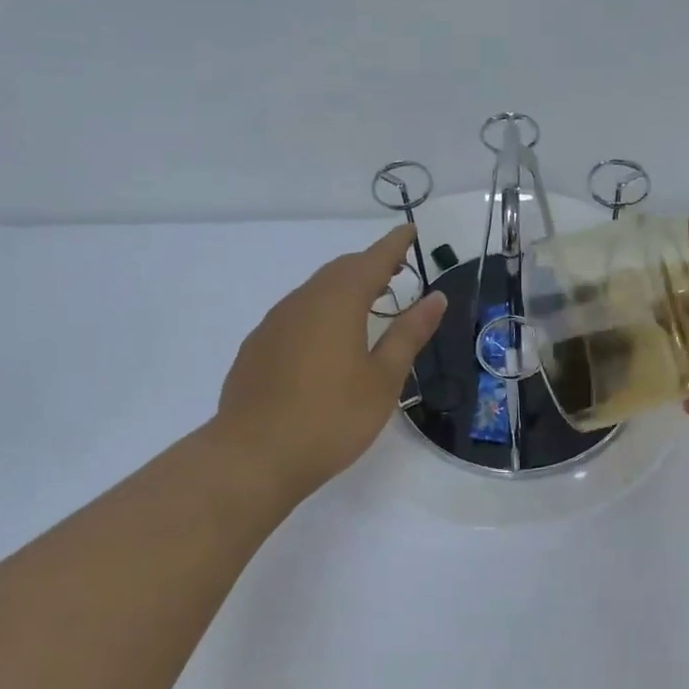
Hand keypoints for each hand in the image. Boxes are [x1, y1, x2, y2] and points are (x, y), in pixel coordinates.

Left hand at [214, 225, 446, 499]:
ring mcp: (274, 324)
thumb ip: (408, 334)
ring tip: (367, 304)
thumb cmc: (331, 418)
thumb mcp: (383, 379)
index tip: (412, 231)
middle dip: (370, 265)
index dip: (395, 244)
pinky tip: (326, 342)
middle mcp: (302, 301)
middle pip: (340, 270)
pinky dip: (320, 312)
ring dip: (343, 289)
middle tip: (396, 270)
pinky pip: (295, 315)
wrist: (252, 457)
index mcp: (337, 302)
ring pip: (315, 291)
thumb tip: (435, 298)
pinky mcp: (257, 347)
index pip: (372, 260)